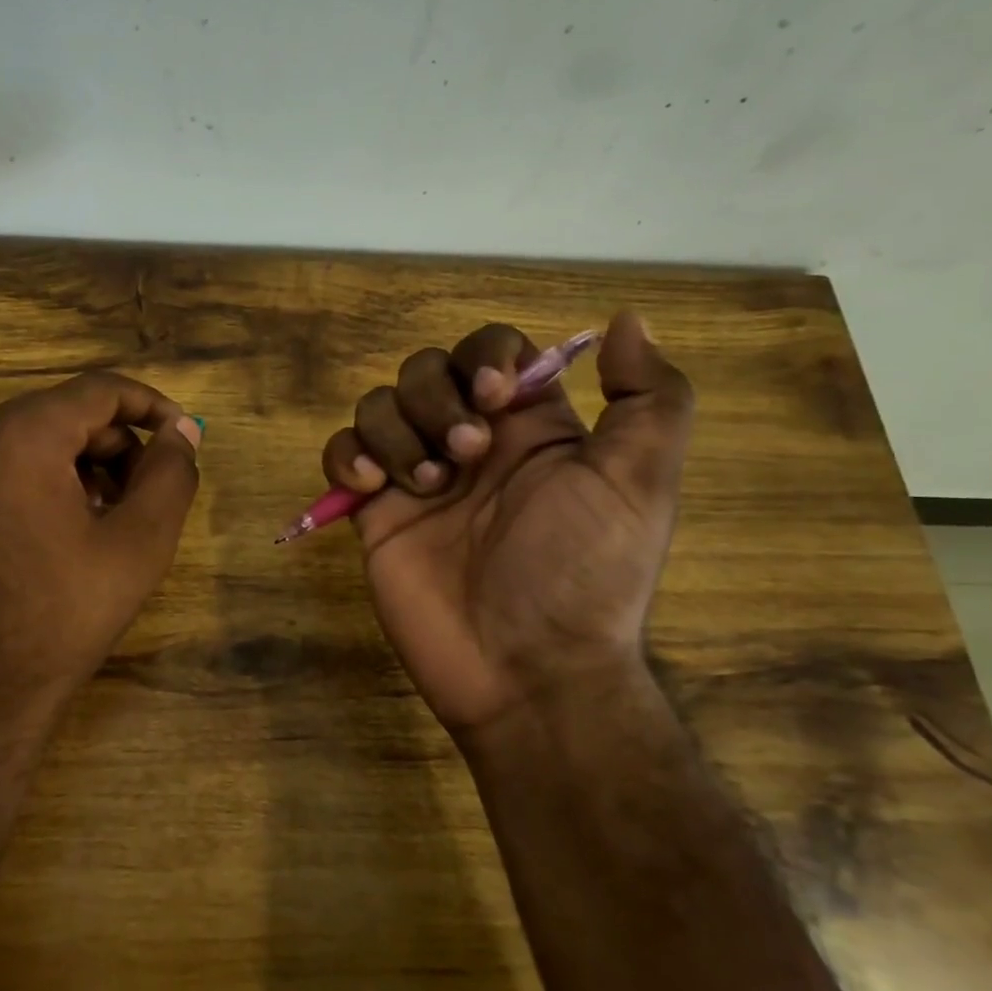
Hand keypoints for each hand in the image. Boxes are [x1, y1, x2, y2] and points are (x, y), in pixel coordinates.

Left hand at [0, 372, 201, 725]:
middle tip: (140, 497)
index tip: (181, 438)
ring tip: (95, 516)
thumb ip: (171, 472)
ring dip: (69, 461)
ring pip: (23, 433)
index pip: (100, 391)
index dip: (151, 407)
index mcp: (20, 435)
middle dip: (112, 446)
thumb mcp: (140, 544)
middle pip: (62, 413)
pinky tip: (33, 509)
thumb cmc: (63, 617)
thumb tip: (183, 430)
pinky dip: (16, 467)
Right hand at [320, 311, 692, 738]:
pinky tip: (373, 489)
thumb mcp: (638, 484)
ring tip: (427, 487)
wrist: (527, 671)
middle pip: (426, 369)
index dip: (484, 357)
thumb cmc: (583, 573)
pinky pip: (342, 453)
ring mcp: (417, 475)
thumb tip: (626, 319)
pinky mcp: (374, 511)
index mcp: (529, 426)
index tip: (494, 396)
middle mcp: (470, 441)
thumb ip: (649, 399)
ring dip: (397, 432)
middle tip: (466, 456)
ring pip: (379, 405)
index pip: (491, 350)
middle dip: (436, 399)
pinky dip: (348, 456)